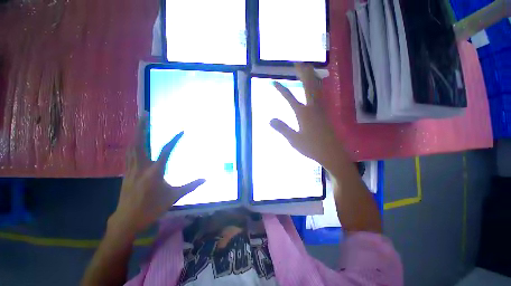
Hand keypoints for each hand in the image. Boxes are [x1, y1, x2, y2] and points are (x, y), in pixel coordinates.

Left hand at [110, 116, 204, 234]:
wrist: (126, 220)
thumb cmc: (151, 209)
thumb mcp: (174, 198)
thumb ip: (191, 186)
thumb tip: (206, 179)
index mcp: (154, 172)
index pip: (166, 151)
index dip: (174, 140)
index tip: (182, 131)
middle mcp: (141, 167)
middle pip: (140, 143)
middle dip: (142, 127)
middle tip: (144, 114)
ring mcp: (131, 169)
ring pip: (132, 147)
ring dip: (136, 133)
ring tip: (140, 122)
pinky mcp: (126, 173)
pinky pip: (129, 154)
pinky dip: (133, 144)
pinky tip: (135, 141)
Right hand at [270, 63, 342, 171]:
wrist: (332, 154)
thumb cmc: (312, 147)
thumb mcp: (293, 139)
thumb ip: (282, 128)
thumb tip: (270, 119)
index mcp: (303, 113)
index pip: (290, 97)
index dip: (281, 89)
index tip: (273, 82)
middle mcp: (313, 107)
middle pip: (308, 86)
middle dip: (302, 73)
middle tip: (297, 63)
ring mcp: (321, 109)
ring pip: (317, 88)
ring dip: (311, 76)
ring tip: (307, 68)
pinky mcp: (325, 113)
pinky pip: (321, 94)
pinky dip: (318, 86)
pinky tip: (317, 85)